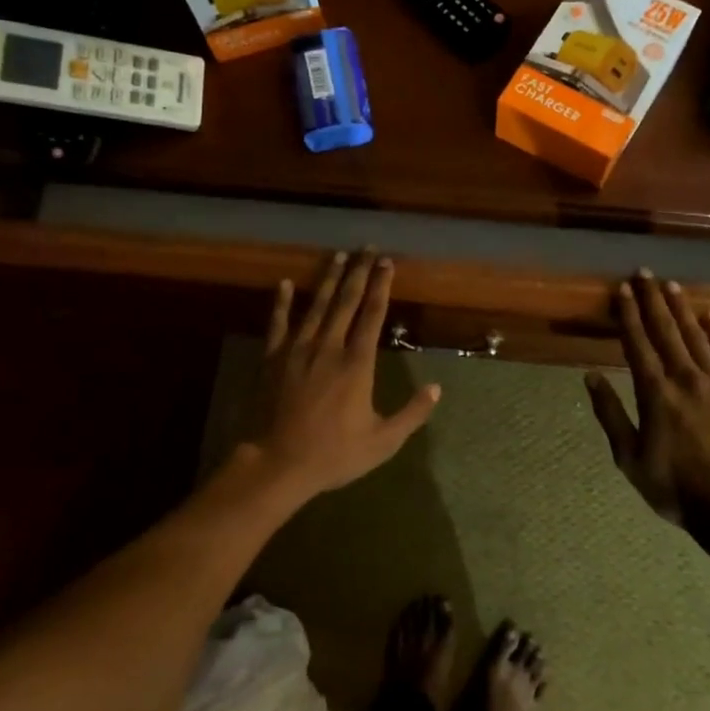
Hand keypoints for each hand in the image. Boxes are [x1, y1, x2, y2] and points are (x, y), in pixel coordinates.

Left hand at [248, 250, 440, 499]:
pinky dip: (281, 302)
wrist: (277, 463)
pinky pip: (277, 323)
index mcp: (357, 364)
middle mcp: (328, 347)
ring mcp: (297, 350)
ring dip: (328, 279)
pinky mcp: (272, 359)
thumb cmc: (334, 454)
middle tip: (367, 248)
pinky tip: (284, 283)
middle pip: (345, 301)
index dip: (381, 287)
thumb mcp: (383, 441)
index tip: (387, 263)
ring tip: (337, 255)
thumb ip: (412, 413)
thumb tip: (437, 388)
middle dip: (358, 273)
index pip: (373, 315)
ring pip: (316, 305)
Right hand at [585, 272, 709, 527]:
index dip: (628, 315)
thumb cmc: (675, 487)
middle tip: (644, 273)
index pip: (638, 344)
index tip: (622, 289)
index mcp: (655, 394)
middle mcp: (685, 379)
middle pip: (666, 331)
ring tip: (671, 285)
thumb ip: (610, 414)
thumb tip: (591, 376)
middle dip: (652, 301)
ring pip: (696, 336)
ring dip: (682, 309)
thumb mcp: (629, 458)